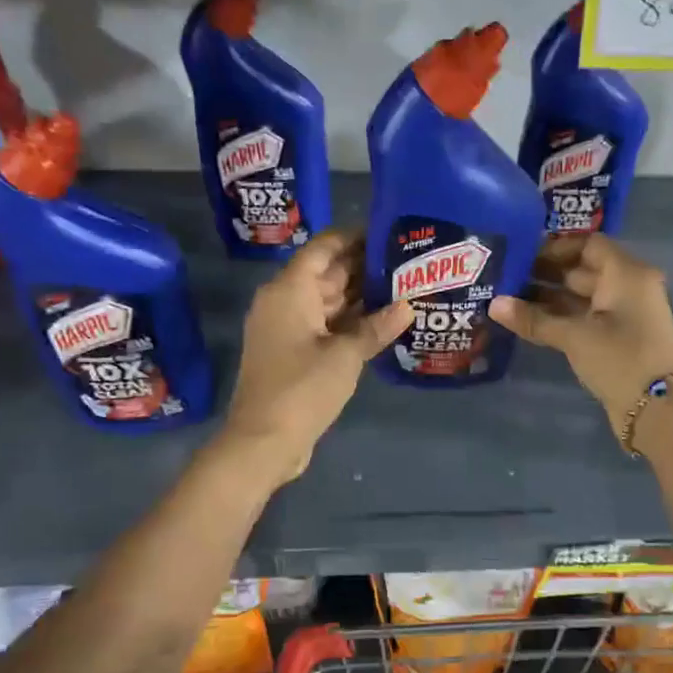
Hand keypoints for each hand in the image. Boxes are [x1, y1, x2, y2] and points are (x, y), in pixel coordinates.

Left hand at [223, 230, 412, 485]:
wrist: (264, 441)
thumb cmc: (302, 388)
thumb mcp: (345, 355)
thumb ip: (376, 327)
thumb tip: (408, 306)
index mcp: (289, 291)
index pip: (323, 249)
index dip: (353, 237)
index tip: (387, 231)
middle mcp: (284, 302)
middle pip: (326, 273)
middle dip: (363, 266)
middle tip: (406, 260)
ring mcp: (287, 328)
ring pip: (327, 300)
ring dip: (360, 295)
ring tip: (402, 285)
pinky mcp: (293, 352)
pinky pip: (324, 324)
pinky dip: (350, 321)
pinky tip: (382, 320)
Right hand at [489, 233, 672, 440]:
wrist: (659, 410)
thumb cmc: (620, 359)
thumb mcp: (574, 337)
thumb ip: (534, 319)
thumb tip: (493, 305)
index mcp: (626, 274)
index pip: (589, 245)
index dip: (555, 247)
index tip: (522, 255)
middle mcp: (628, 287)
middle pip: (582, 269)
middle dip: (544, 273)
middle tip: (505, 277)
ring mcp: (624, 314)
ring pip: (581, 296)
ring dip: (548, 298)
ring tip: (507, 299)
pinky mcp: (617, 338)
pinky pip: (585, 317)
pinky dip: (559, 317)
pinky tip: (527, 321)